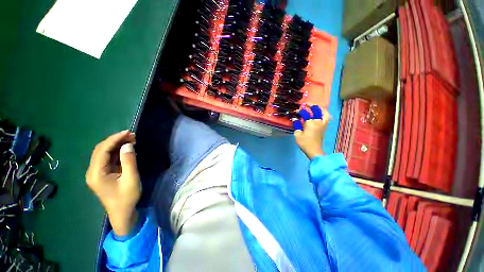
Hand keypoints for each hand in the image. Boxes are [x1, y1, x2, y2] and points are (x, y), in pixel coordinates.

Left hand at [86, 130, 140, 235]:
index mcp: (96, 173)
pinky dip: (118, 152)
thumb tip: (127, 145)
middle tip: (132, 136)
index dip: (114, 139)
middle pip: (101, 150)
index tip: (128, 132)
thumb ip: (129, 161)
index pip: (102, 150)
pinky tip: (127, 149)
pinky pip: (109, 159)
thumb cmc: (127, 198)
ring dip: (117, 145)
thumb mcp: (131, 179)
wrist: (122, 213)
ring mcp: (97, 173)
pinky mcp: (103, 174)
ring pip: (105, 153)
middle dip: (116, 140)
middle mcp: (93, 171)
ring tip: (132, 140)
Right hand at [293, 105, 330, 159]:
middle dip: (310, 106)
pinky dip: (324, 113)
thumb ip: (296, 125)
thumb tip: (295, 120)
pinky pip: (327, 117)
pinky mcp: (324, 127)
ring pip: (324, 112)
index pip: (305, 113)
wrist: (314, 150)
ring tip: (315, 107)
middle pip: (316, 110)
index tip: (296, 112)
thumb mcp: (297, 134)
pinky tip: (321, 113)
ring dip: (319, 108)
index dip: (300, 111)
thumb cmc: (304, 143)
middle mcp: (318, 121)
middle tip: (305, 104)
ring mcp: (322, 124)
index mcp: (310, 123)